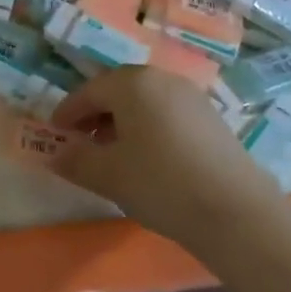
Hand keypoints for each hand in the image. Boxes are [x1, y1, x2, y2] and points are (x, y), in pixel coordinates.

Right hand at [50, 67, 274, 243]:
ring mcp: (192, 97)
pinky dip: (149, 129)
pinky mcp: (213, 119)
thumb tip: (55, 154)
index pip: (88, 91)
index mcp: (132, 83)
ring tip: (115, 154)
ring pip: (145, 102)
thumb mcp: (107, 174)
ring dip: (123, 122)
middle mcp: (162, 79)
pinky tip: (149, 160)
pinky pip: (167, 114)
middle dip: (96, 114)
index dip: (67, 113)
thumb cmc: (160, 183)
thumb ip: (75, 160)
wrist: (236, 212)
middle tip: (82, 142)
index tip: (55, 134)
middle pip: (118, 91)